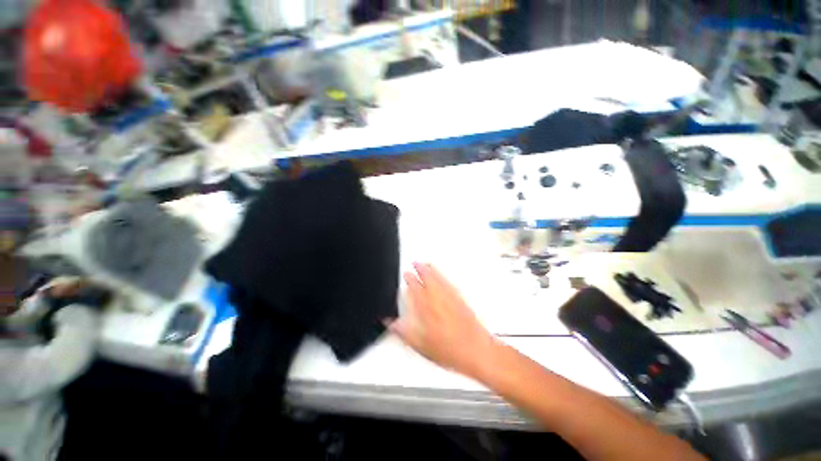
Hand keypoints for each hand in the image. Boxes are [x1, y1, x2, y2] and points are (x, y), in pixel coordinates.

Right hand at [388, 263, 497, 378]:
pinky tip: (443, 276)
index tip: (406, 273)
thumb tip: (392, 323)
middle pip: (428, 278)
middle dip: (420, 269)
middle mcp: (439, 299)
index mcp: (427, 307)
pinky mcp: (461, 300)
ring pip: (439, 278)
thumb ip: (404, 331)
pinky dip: (444, 277)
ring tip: (427, 264)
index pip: (415, 288)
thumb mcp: (420, 345)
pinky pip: (450, 284)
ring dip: (432, 270)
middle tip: (416, 262)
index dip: (409, 279)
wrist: (476, 350)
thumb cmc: (450, 349)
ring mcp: (451, 298)